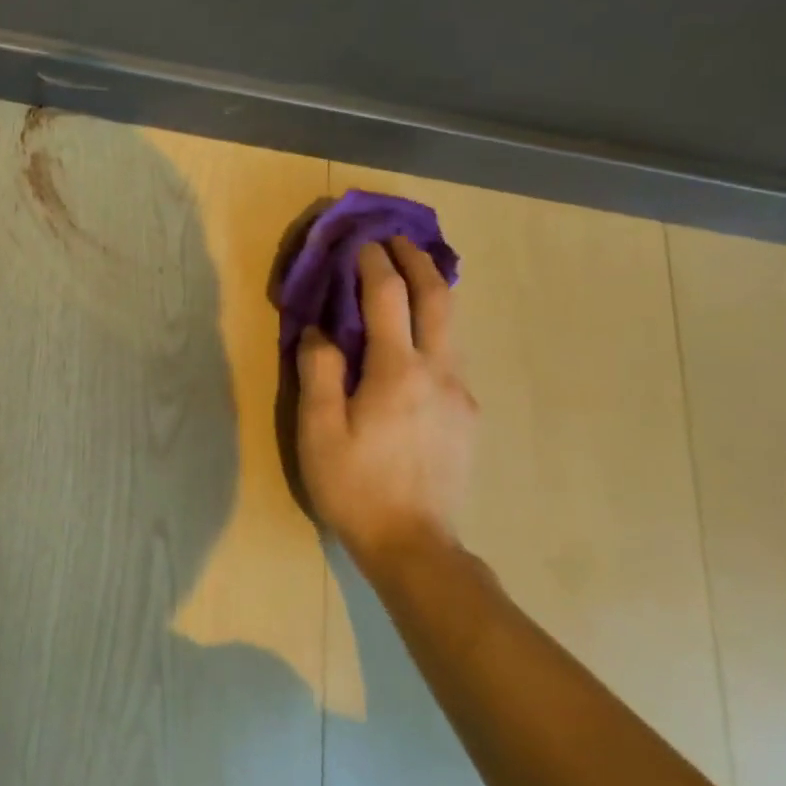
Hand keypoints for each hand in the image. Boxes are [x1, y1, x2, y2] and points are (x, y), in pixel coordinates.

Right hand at [296, 236, 476, 574]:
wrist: (415, 546)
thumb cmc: (355, 486)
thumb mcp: (319, 430)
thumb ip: (319, 372)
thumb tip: (320, 331)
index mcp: (398, 372)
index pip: (388, 299)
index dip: (373, 264)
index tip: (360, 242)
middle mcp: (439, 372)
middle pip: (438, 300)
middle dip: (418, 262)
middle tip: (397, 240)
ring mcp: (460, 394)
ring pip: (452, 326)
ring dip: (431, 290)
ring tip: (410, 273)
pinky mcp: (466, 414)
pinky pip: (452, 353)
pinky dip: (435, 325)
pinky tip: (417, 335)